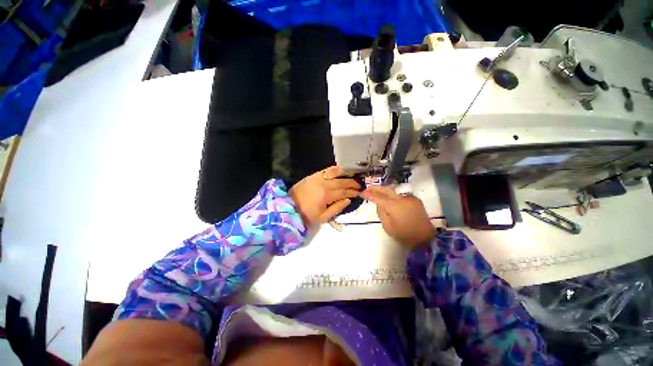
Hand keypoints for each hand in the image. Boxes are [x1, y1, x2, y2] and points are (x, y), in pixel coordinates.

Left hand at [289, 166, 360, 226]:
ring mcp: (318, 177)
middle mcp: (324, 184)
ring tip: (353, 175)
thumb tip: (348, 200)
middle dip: (352, 183)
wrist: (290, 206)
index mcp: (327, 195)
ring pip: (336, 172)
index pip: (344, 192)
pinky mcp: (314, 175)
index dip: (353, 192)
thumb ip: (337, 208)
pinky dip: (335, 169)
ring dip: (346, 173)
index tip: (359, 192)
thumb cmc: (307, 214)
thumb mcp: (323, 217)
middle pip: (342, 181)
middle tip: (359, 185)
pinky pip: (327, 169)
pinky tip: (341, 169)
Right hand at [362, 186, 435, 248]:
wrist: (425, 238)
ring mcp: (409, 197)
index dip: (368, 194)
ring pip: (393, 189)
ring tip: (376, 191)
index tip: (361, 193)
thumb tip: (379, 203)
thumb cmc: (404, 235)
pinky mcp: (415, 199)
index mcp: (393, 206)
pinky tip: (389, 197)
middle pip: (385, 189)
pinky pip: (400, 194)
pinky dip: (392, 194)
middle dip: (375, 188)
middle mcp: (401, 198)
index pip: (377, 197)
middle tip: (367, 189)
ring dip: (383, 189)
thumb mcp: (387, 226)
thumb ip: (381, 212)